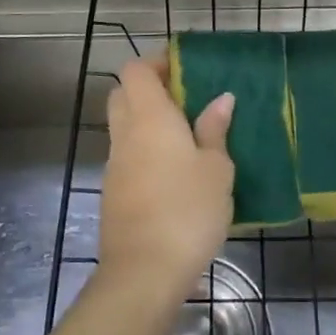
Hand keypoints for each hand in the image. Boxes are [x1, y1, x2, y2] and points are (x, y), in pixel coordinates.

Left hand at [98, 57, 234, 301]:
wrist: (143, 272)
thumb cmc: (187, 210)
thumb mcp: (216, 168)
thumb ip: (215, 130)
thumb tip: (221, 99)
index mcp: (149, 116)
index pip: (135, 70)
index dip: (155, 62)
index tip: (183, 68)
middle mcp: (125, 133)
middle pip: (123, 94)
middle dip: (148, 89)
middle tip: (183, 99)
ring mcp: (115, 164)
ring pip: (123, 126)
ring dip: (146, 121)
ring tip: (185, 135)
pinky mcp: (114, 193)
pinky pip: (127, 156)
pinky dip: (144, 151)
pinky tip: (173, 171)